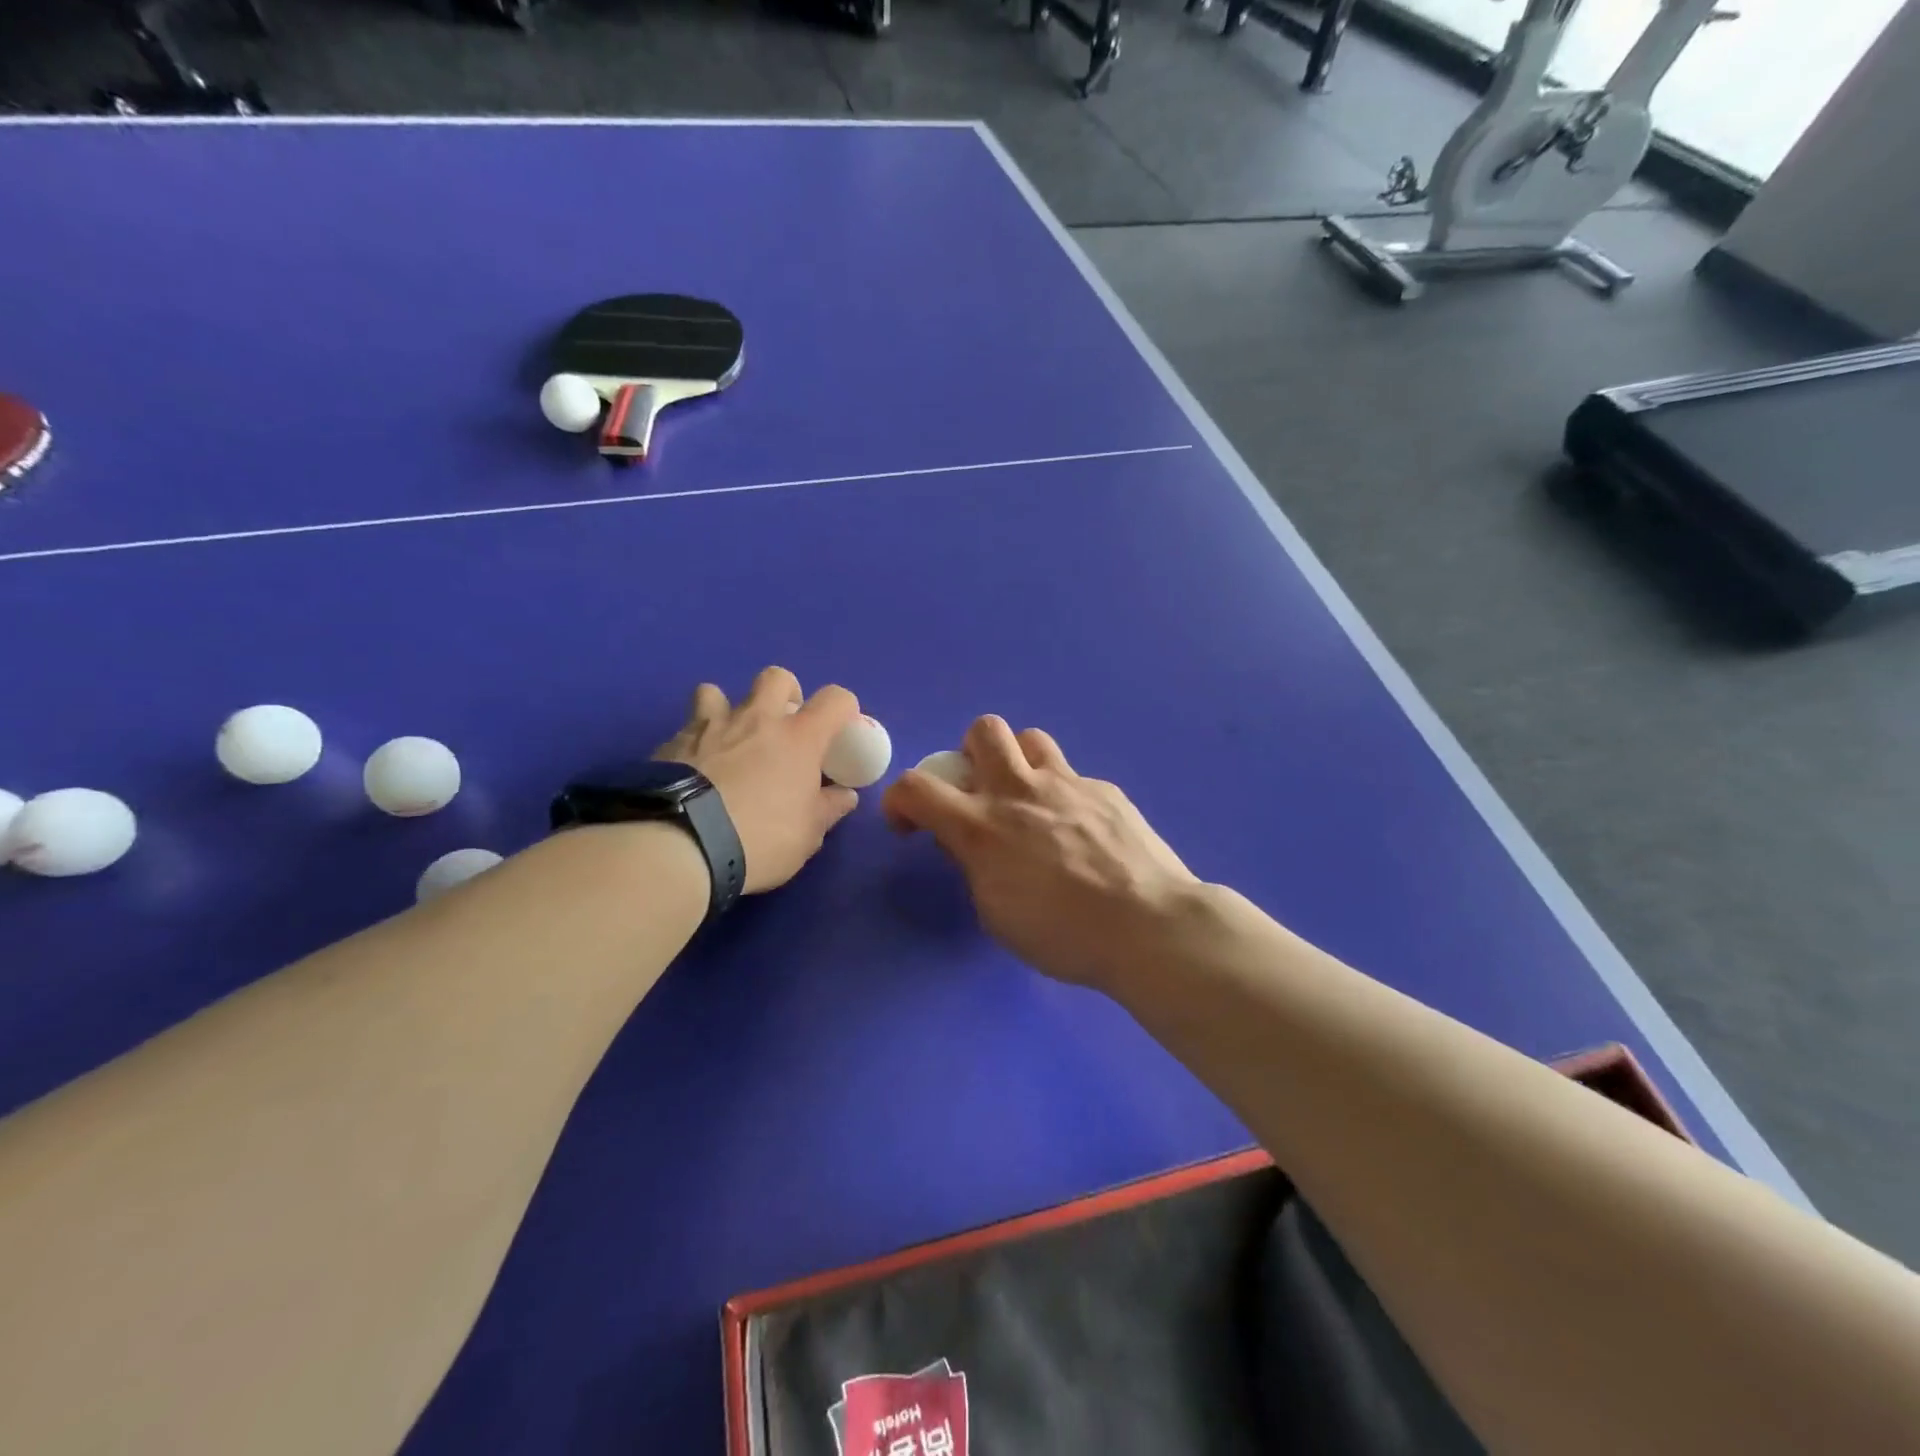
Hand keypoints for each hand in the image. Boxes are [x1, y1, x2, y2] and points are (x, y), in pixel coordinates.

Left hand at [654, 668, 860, 893]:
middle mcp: (756, 719)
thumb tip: (843, 795)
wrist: (680, 845)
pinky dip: (696, 742)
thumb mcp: (807, 835)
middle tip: (783, 726)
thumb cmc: (759, 838)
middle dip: (785, 694)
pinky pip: (687, 729)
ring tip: (728, 740)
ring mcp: (709, 726)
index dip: (844, 709)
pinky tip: (694, 770)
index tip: (840, 730)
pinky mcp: (671, 743)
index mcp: (798, 737)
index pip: (835, 699)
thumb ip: (828, 809)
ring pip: (716, 692)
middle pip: (776, 677)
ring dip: (727, 709)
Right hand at [881, 716, 1200, 989]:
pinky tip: (1083, 833)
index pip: (916, 787)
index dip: (899, 799)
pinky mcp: (1105, 789)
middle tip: (981, 792)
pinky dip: (1064, 796)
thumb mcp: (996, 913)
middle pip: (984, 730)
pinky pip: (1074, 777)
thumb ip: (974, 866)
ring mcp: (1067, 783)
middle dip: (970, 753)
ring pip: (1031, 739)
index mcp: (981, 826)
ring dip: (1019, 762)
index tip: (908, 823)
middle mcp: (1019, 791)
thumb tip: (966, 842)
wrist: (1147, 924)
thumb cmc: (1063, 935)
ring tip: (1030, 799)